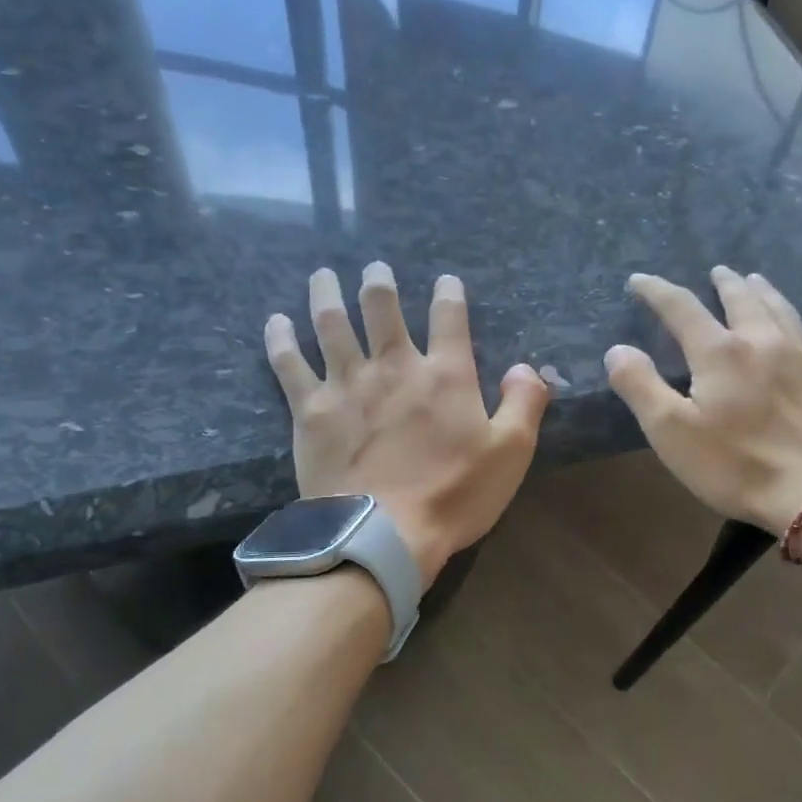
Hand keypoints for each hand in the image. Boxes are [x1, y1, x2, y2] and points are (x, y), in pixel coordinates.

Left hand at [264, 263, 550, 587]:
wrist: (382, 534)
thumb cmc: (453, 495)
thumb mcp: (511, 452)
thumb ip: (525, 402)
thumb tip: (526, 367)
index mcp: (444, 374)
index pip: (449, 317)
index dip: (449, 293)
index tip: (446, 281)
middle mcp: (393, 366)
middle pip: (381, 307)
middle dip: (379, 282)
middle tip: (375, 268)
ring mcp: (346, 384)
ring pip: (331, 324)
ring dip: (327, 294)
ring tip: (322, 276)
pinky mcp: (310, 409)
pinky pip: (289, 363)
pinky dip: (280, 339)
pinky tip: (275, 321)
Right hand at [604, 267, 801, 537]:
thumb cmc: (736, 465)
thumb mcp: (670, 432)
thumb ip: (640, 385)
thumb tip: (618, 349)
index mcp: (719, 353)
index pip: (681, 307)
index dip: (657, 291)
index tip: (639, 280)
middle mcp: (762, 343)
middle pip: (741, 300)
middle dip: (724, 283)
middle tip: (717, 271)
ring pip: (782, 312)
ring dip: (765, 293)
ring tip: (756, 280)